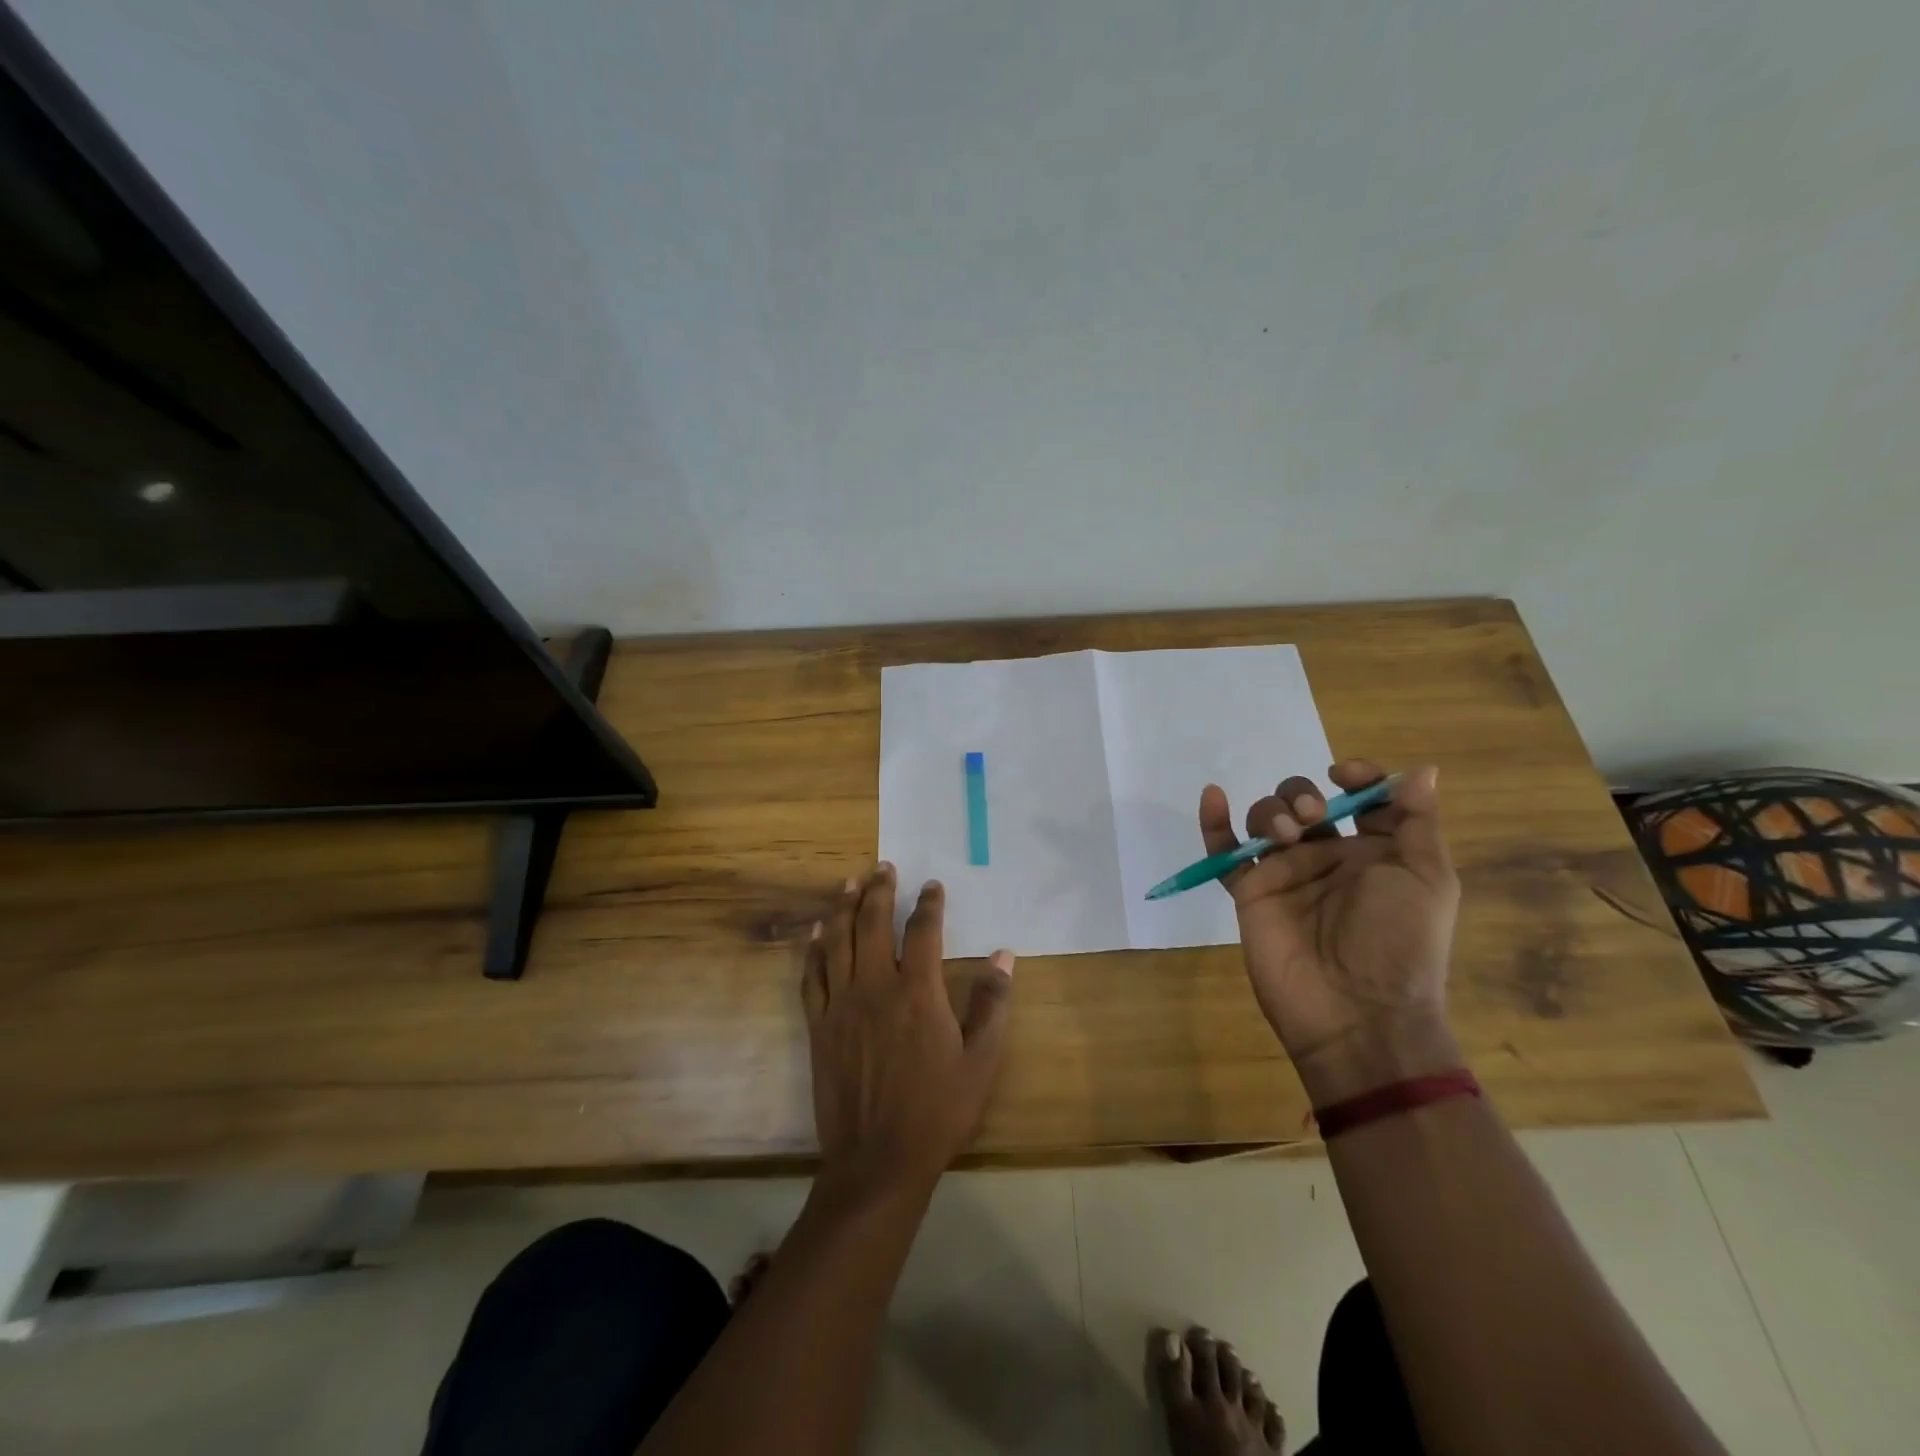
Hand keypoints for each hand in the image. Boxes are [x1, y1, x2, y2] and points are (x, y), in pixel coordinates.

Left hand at [802, 864, 1015, 1197]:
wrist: (877, 1160)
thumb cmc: (937, 1110)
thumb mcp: (981, 1061)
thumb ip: (993, 1004)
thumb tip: (1004, 956)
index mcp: (918, 992)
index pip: (923, 930)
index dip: (929, 903)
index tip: (932, 885)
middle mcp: (876, 986)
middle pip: (872, 923)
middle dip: (879, 890)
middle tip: (883, 867)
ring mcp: (841, 1004)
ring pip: (838, 941)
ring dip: (843, 907)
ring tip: (849, 883)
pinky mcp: (819, 1025)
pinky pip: (812, 976)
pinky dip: (815, 949)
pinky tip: (819, 932)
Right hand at [1198, 760, 1460, 1103]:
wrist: (1357, 1010)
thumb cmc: (1400, 941)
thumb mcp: (1427, 879)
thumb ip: (1417, 822)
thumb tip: (1422, 770)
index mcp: (1375, 852)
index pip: (1359, 798)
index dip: (1354, 777)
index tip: (1343, 775)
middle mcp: (1327, 857)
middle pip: (1303, 803)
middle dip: (1302, 796)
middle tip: (1312, 818)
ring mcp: (1285, 874)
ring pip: (1266, 820)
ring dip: (1271, 811)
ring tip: (1283, 835)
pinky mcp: (1250, 892)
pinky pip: (1225, 852)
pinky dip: (1214, 823)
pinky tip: (1213, 796)